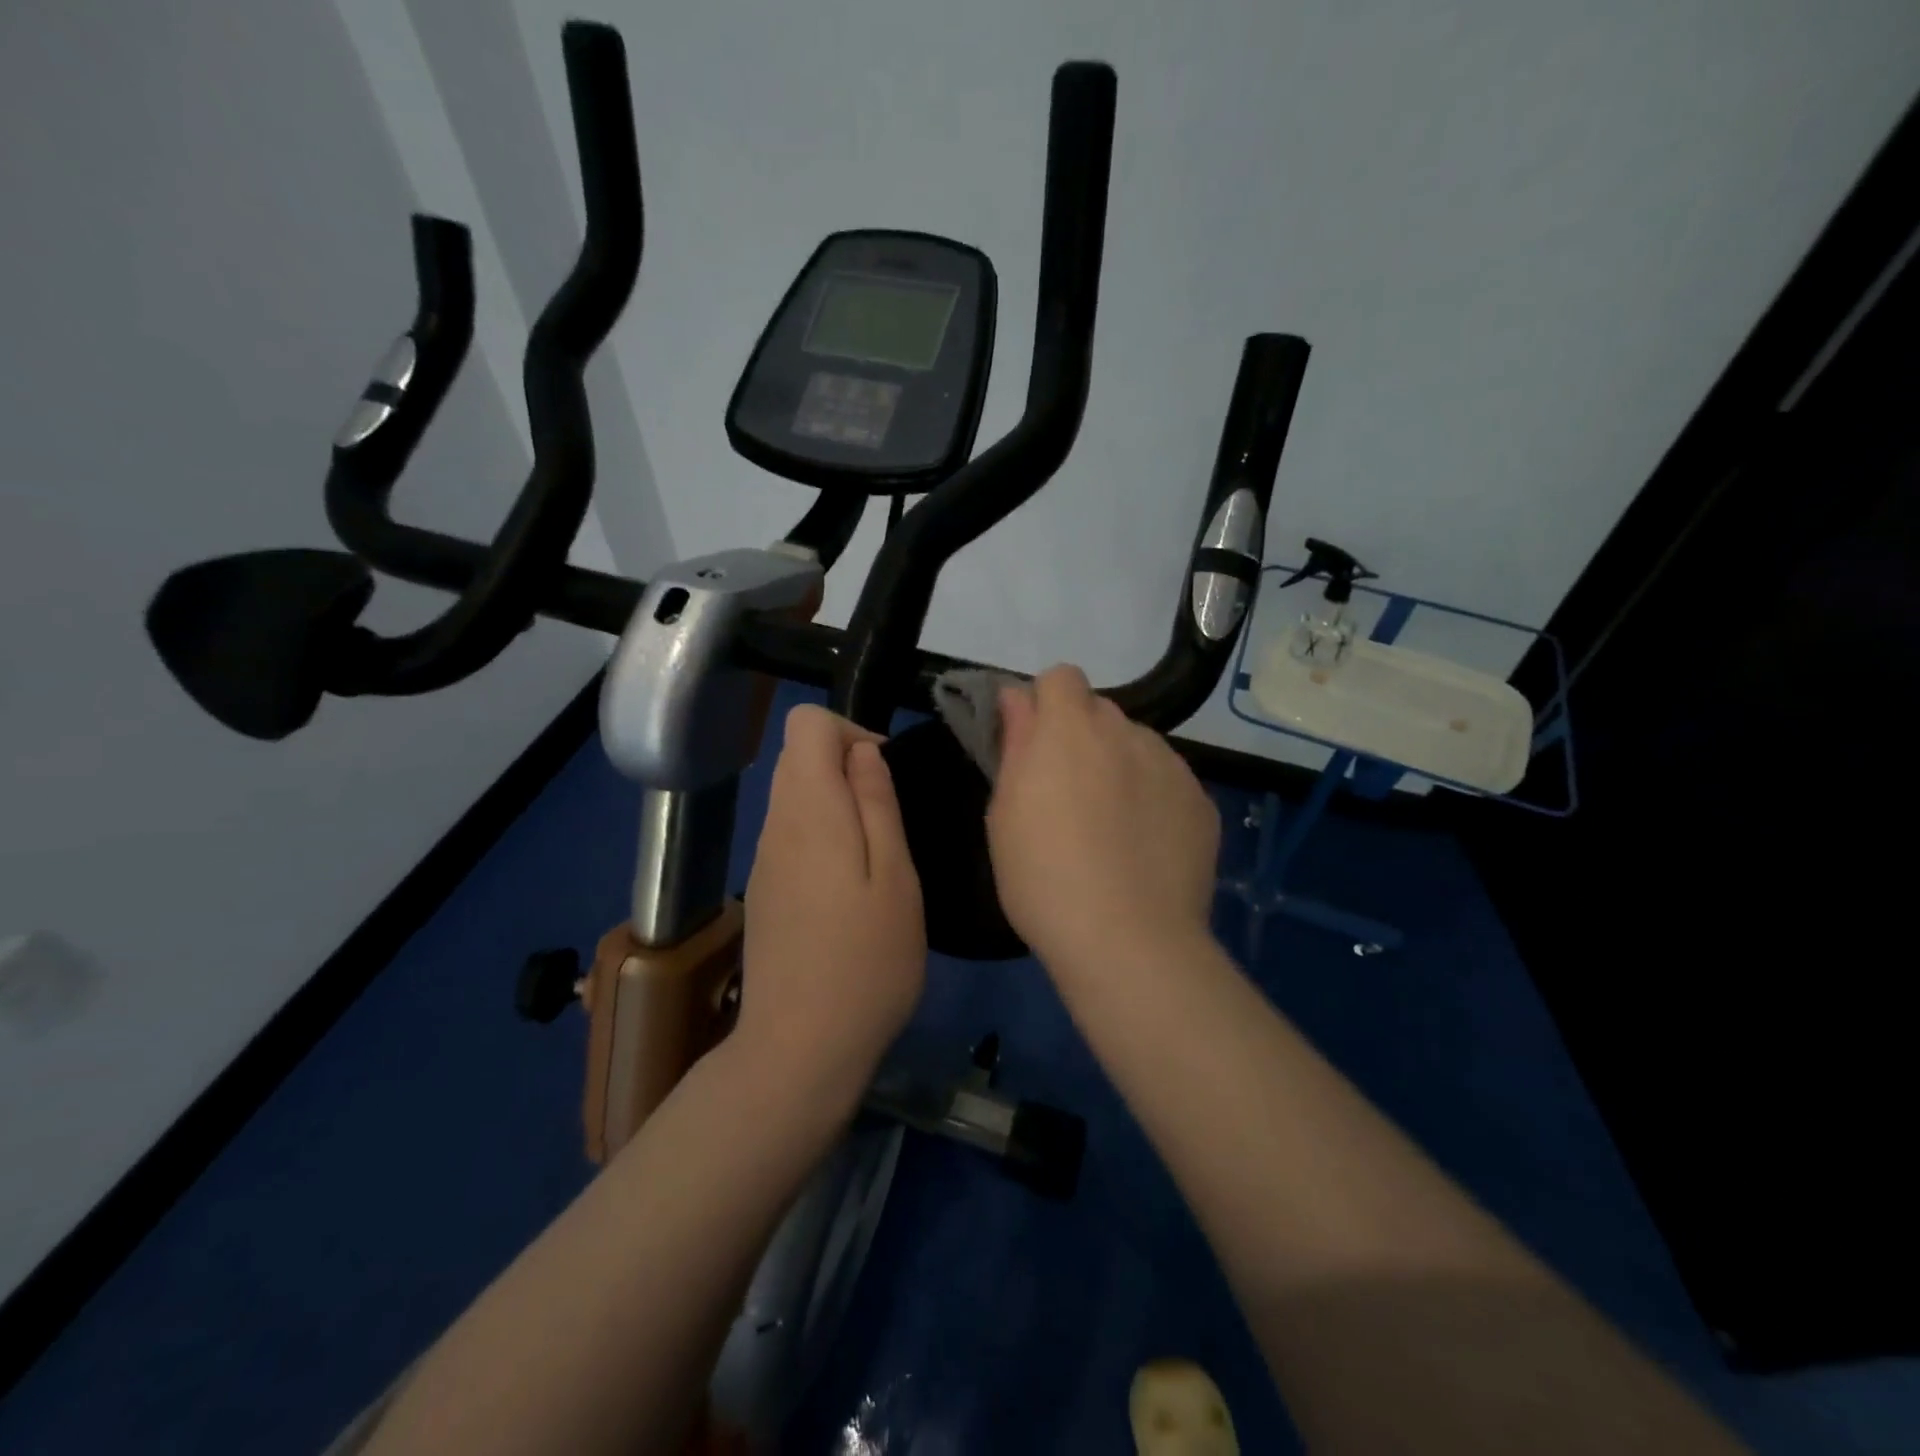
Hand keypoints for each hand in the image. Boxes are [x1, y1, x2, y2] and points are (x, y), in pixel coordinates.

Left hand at [739, 705, 925, 1098]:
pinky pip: (791, 834)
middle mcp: (775, 823)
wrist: (799, 1048)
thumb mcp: (895, 877)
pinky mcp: (763, 889)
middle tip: (890, 823)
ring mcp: (763, 859)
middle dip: (847, 767)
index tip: (885, 776)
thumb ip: (878, 803)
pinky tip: (850, 890)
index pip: (807, 723)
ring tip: (877, 861)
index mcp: (809, 810)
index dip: (851, 731)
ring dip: (838, 804)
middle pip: (799, 756)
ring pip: (795, 796)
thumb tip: (863, 750)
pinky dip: (823, 835)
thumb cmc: (866, 961)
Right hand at [986, 665, 1219, 971]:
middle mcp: (1126, 732)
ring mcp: (1171, 766)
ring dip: (1119, 765)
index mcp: (1070, 729)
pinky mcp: (1201, 801)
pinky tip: (1145, 847)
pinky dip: (1153, 798)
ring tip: (1112, 826)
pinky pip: (1169, 781)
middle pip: (1100, 711)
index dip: (1045, 704)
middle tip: (1068, 793)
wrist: (1128, 940)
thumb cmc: (1043, 877)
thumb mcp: (1005, 812)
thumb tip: (1018, 698)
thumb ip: (1015, 743)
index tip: (1034, 745)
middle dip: (1081, 736)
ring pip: (1137, 745)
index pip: (1061, 677)